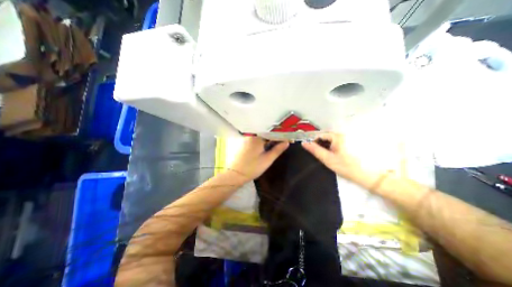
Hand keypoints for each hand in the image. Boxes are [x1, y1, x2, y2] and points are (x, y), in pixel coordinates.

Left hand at [228, 137, 286, 181]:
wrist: (236, 175)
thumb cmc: (253, 168)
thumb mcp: (267, 159)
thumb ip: (278, 150)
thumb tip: (287, 142)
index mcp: (257, 137)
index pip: (271, 132)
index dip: (280, 135)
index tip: (287, 138)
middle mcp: (250, 135)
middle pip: (265, 132)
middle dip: (274, 136)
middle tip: (282, 141)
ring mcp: (245, 138)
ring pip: (260, 135)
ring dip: (267, 138)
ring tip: (275, 143)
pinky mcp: (242, 143)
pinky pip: (254, 138)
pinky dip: (261, 141)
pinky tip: (264, 145)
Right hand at [301, 134, 365, 182]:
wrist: (368, 175)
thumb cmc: (346, 166)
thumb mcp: (327, 159)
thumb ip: (315, 150)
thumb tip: (304, 143)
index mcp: (337, 137)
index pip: (320, 134)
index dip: (313, 140)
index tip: (310, 148)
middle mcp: (343, 135)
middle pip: (325, 135)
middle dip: (319, 142)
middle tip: (317, 152)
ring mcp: (348, 138)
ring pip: (331, 139)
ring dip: (325, 144)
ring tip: (324, 154)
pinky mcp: (351, 143)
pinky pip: (337, 142)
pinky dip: (331, 146)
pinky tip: (332, 154)